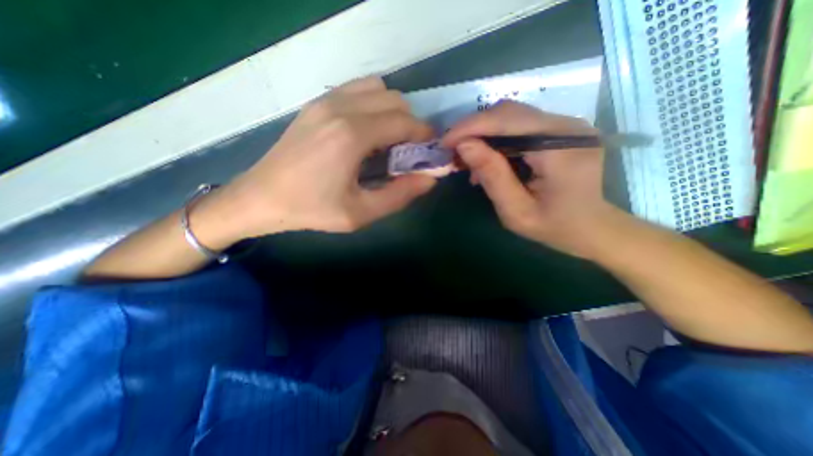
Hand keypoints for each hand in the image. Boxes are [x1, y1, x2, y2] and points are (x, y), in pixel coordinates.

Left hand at [209, 76, 438, 239]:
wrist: (261, 198)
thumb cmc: (312, 209)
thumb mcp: (360, 213)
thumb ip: (399, 195)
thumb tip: (429, 178)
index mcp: (352, 135)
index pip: (404, 122)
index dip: (424, 135)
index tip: (430, 150)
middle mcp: (341, 108)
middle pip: (395, 100)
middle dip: (411, 123)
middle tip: (408, 151)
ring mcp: (325, 101)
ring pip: (377, 89)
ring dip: (392, 111)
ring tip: (387, 140)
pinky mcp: (316, 104)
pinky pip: (356, 90)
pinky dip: (372, 104)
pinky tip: (366, 131)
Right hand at [442, 100, 620, 257]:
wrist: (592, 228)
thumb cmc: (555, 227)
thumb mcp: (516, 211)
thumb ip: (491, 176)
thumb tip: (464, 146)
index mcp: (561, 149)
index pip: (508, 121)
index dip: (471, 127)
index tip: (445, 142)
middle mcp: (568, 127)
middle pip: (509, 113)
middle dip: (474, 129)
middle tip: (453, 151)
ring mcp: (567, 126)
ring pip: (512, 116)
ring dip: (484, 133)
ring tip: (468, 158)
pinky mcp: (561, 130)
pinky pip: (521, 125)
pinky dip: (497, 138)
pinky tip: (488, 158)